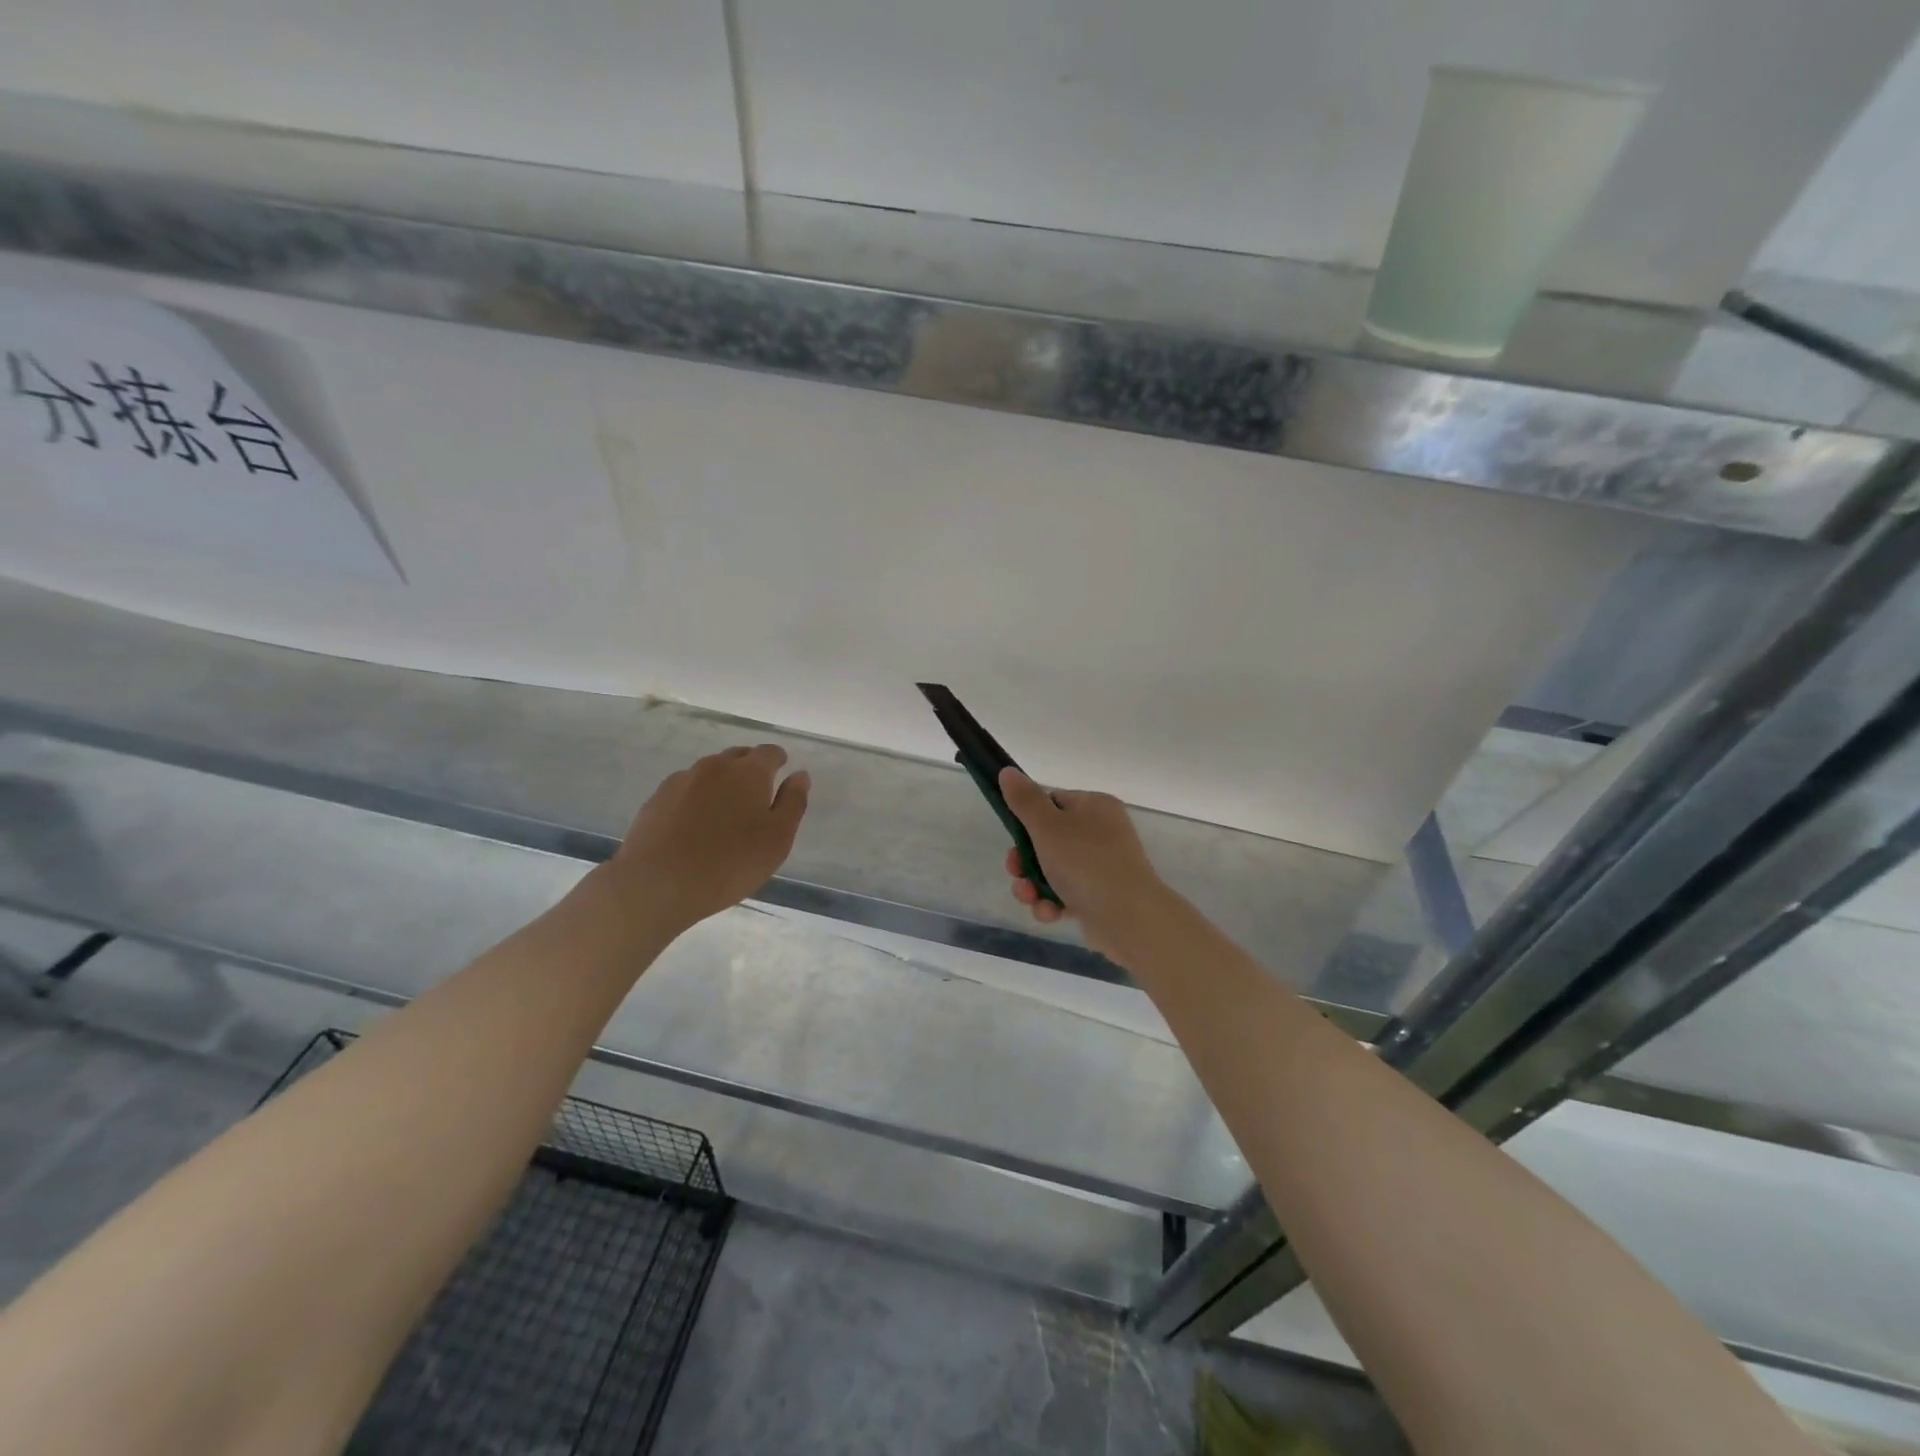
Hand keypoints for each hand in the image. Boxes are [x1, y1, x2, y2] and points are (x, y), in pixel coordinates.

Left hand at [610, 745, 810, 929]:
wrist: (656, 884)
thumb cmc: (729, 863)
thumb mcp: (777, 839)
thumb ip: (793, 803)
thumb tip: (800, 775)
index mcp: (748, 772)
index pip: (769, 752)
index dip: (778, 760)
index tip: (781, 774)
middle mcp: (714, 767)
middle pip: (738, 757)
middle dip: (750, 769)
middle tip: (756, 797)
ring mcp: (680, 781)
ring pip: (709, 772)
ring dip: (721, 784)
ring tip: (724, 814)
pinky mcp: (656, 800)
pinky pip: (685, 790)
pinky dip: (696, 799)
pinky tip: (695, 826)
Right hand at [998, 768, 1171, 960]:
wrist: (1128, 918)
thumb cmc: (1085, 862)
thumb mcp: (1047, 826)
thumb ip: (1025, 800)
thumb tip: (1008, 772)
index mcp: (1095, 806)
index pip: (1053, 802)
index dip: (1029, 820)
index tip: (1014, 837)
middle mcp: (1102, 832)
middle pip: (1048, 839)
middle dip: (1025, 860)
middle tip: (1015, 872)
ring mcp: (1102, 866)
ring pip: (1053, 870)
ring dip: (1033, 885)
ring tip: (1030, 898)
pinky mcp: (1100, 897)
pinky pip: (1066, 894)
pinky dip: (1053, 903)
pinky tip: (1050, 913)